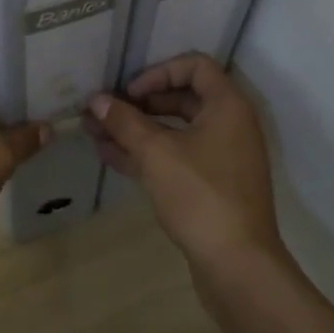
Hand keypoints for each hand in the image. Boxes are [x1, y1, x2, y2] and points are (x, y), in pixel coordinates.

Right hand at [84, 54, 282, 269]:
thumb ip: (124, 122)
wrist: (238, 266)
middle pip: (182, 98)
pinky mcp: (211, 185)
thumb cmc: (200, 196)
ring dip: (136, 130)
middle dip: (139, 103)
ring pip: (174, 131)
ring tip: (95, 132)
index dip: (159, 72)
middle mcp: (229, 125)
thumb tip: (96, 100)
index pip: (195, 66)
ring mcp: (222, 158)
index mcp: (227, 106)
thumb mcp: (156, 153)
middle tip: (105, 111)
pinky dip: (146, 154)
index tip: (130, 92)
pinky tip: (109, 156)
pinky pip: (176, 157)